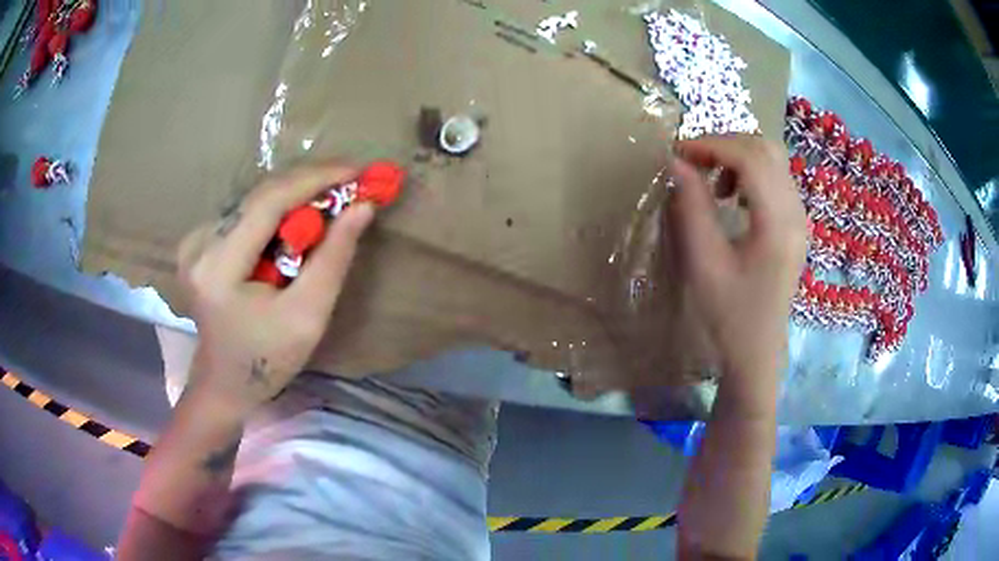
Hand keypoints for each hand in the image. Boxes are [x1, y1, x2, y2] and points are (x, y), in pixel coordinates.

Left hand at [177, 163, 374, 413]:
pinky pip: (246, 213)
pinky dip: (277, 212)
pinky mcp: (198, 242)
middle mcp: (199, 243)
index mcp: (218, 267)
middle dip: (310, 185)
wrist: (224, 383)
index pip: (269, 202)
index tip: (358, 170)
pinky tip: (296, 225)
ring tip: (332, 203)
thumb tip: (363, 207)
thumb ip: (334, 258)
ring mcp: (194, 241)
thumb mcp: (308, 316)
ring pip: (255, 200)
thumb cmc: (267, 360)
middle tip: (353, 183)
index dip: (316, 179)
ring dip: (295, 198)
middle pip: (260, 195)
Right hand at [666, 135, 806, 384]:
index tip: (677, 153)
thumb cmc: (729, 315)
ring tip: (711, 178)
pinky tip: (732, 195)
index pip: (750, 158)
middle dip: (724, 144)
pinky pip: (775, 178)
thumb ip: (691, 207)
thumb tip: (676, 163)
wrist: (757, 352)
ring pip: (772, 159)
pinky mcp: (795, 224)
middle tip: (691, 161)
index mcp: (778, 223)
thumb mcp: (704, 262)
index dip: (711, 145)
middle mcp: (796, 212)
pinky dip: (750, 172)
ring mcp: (800, 217)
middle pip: (765, 149)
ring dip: (737, 156)